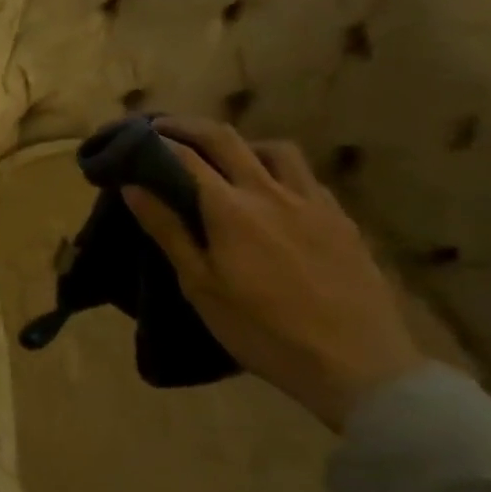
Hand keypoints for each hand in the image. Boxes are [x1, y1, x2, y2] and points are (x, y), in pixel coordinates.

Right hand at [121, 117, 423, 430]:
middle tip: (164, 129)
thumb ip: (168, 231)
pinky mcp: (342, 219)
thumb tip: (133, 186)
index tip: (134, 138)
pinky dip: (278, 169)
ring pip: (275, 149)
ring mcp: (313, 202)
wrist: (357, 365)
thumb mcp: (201, 286)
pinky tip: (272, 193)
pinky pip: (306, 176)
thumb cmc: (263, 330)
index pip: (185, 157)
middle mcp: (272, 192)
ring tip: (224, 159)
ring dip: (242, 143)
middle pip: (227, 139)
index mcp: (231, 209)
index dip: (156, 141)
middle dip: (190, 126)